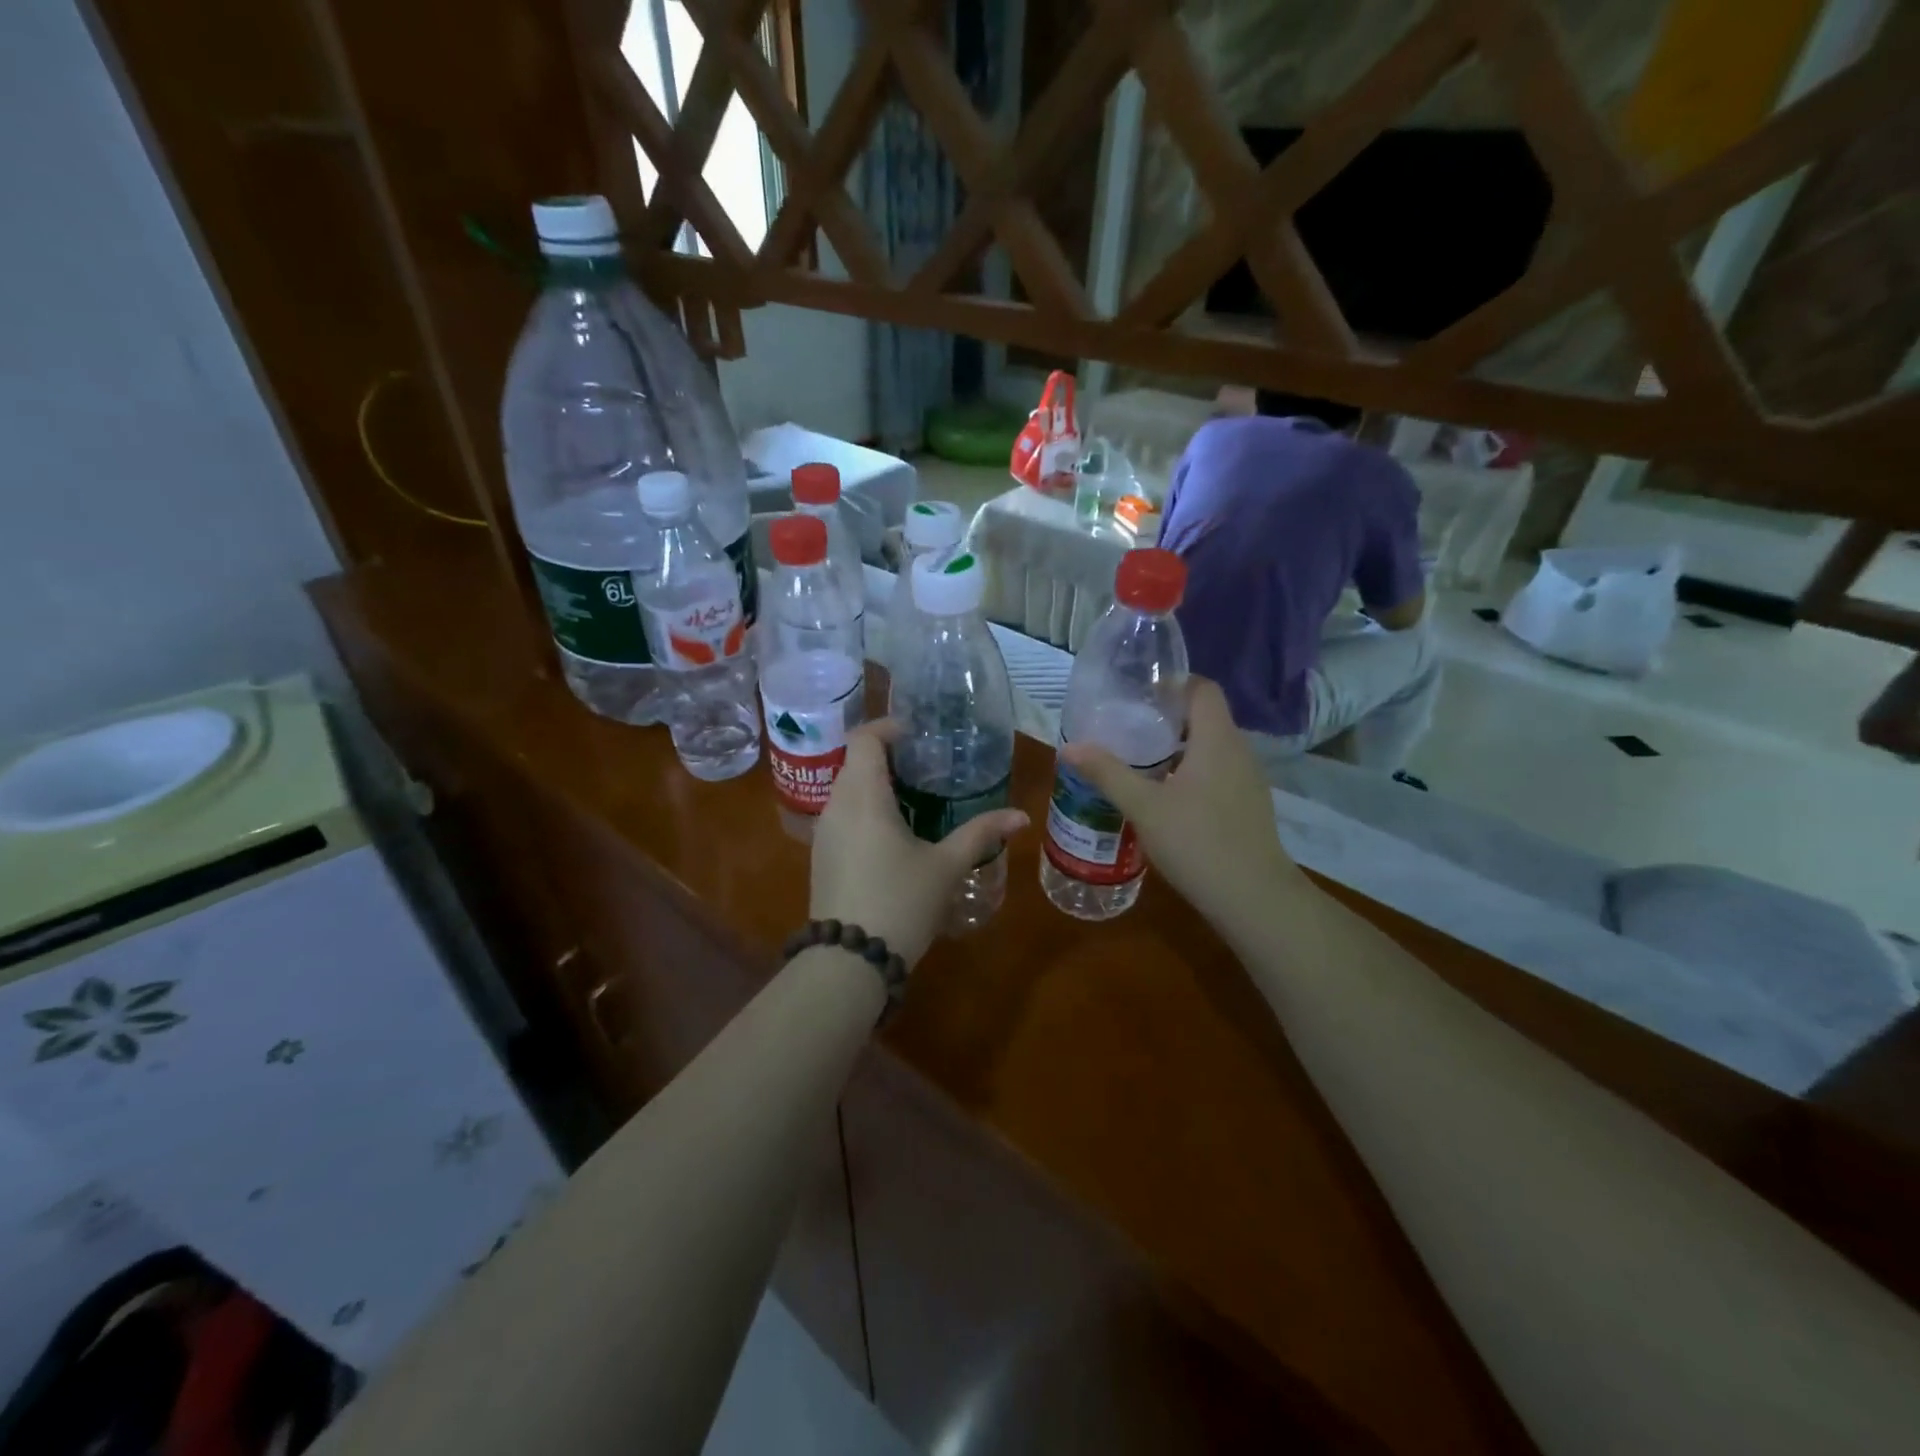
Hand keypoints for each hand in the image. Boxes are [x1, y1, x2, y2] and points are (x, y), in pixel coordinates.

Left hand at [811, 723, 1029, 966]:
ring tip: (915, 796)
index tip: (919, 736)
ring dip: (876, 783)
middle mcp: (836, 806)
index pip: (864, 738)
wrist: (848, 962)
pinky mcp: (821, 856)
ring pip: (846, 789)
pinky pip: (842, 814)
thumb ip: (981, 834)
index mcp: (863, 796)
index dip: (889, 727)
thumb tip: (1021, 816)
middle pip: (855, 761)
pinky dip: (865, 808)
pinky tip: (893, 832)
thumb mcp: (946, 867)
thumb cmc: (900, 903)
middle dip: (887, 756)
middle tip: (926, 765)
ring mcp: (824, 833)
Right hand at [1059, 678, 1303, 935]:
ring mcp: (1248, 780)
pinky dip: (1191, 772)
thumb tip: (1069, 747)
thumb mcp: (1143, 806)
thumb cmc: (1197, 842)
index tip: (1137, 694)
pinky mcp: (1248, 805)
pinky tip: (1164, 796)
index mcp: (1217, 739)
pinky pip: (1217, 772)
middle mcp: (1238, 751)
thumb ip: (1107, 773)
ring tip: (1138, 760)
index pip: (1202, 688)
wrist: (1253, 898)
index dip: (1172, 683)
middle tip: (1127, 727)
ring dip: (1177, 747)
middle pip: (1204, 716)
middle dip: (1166, 717)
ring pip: (1210, 747)